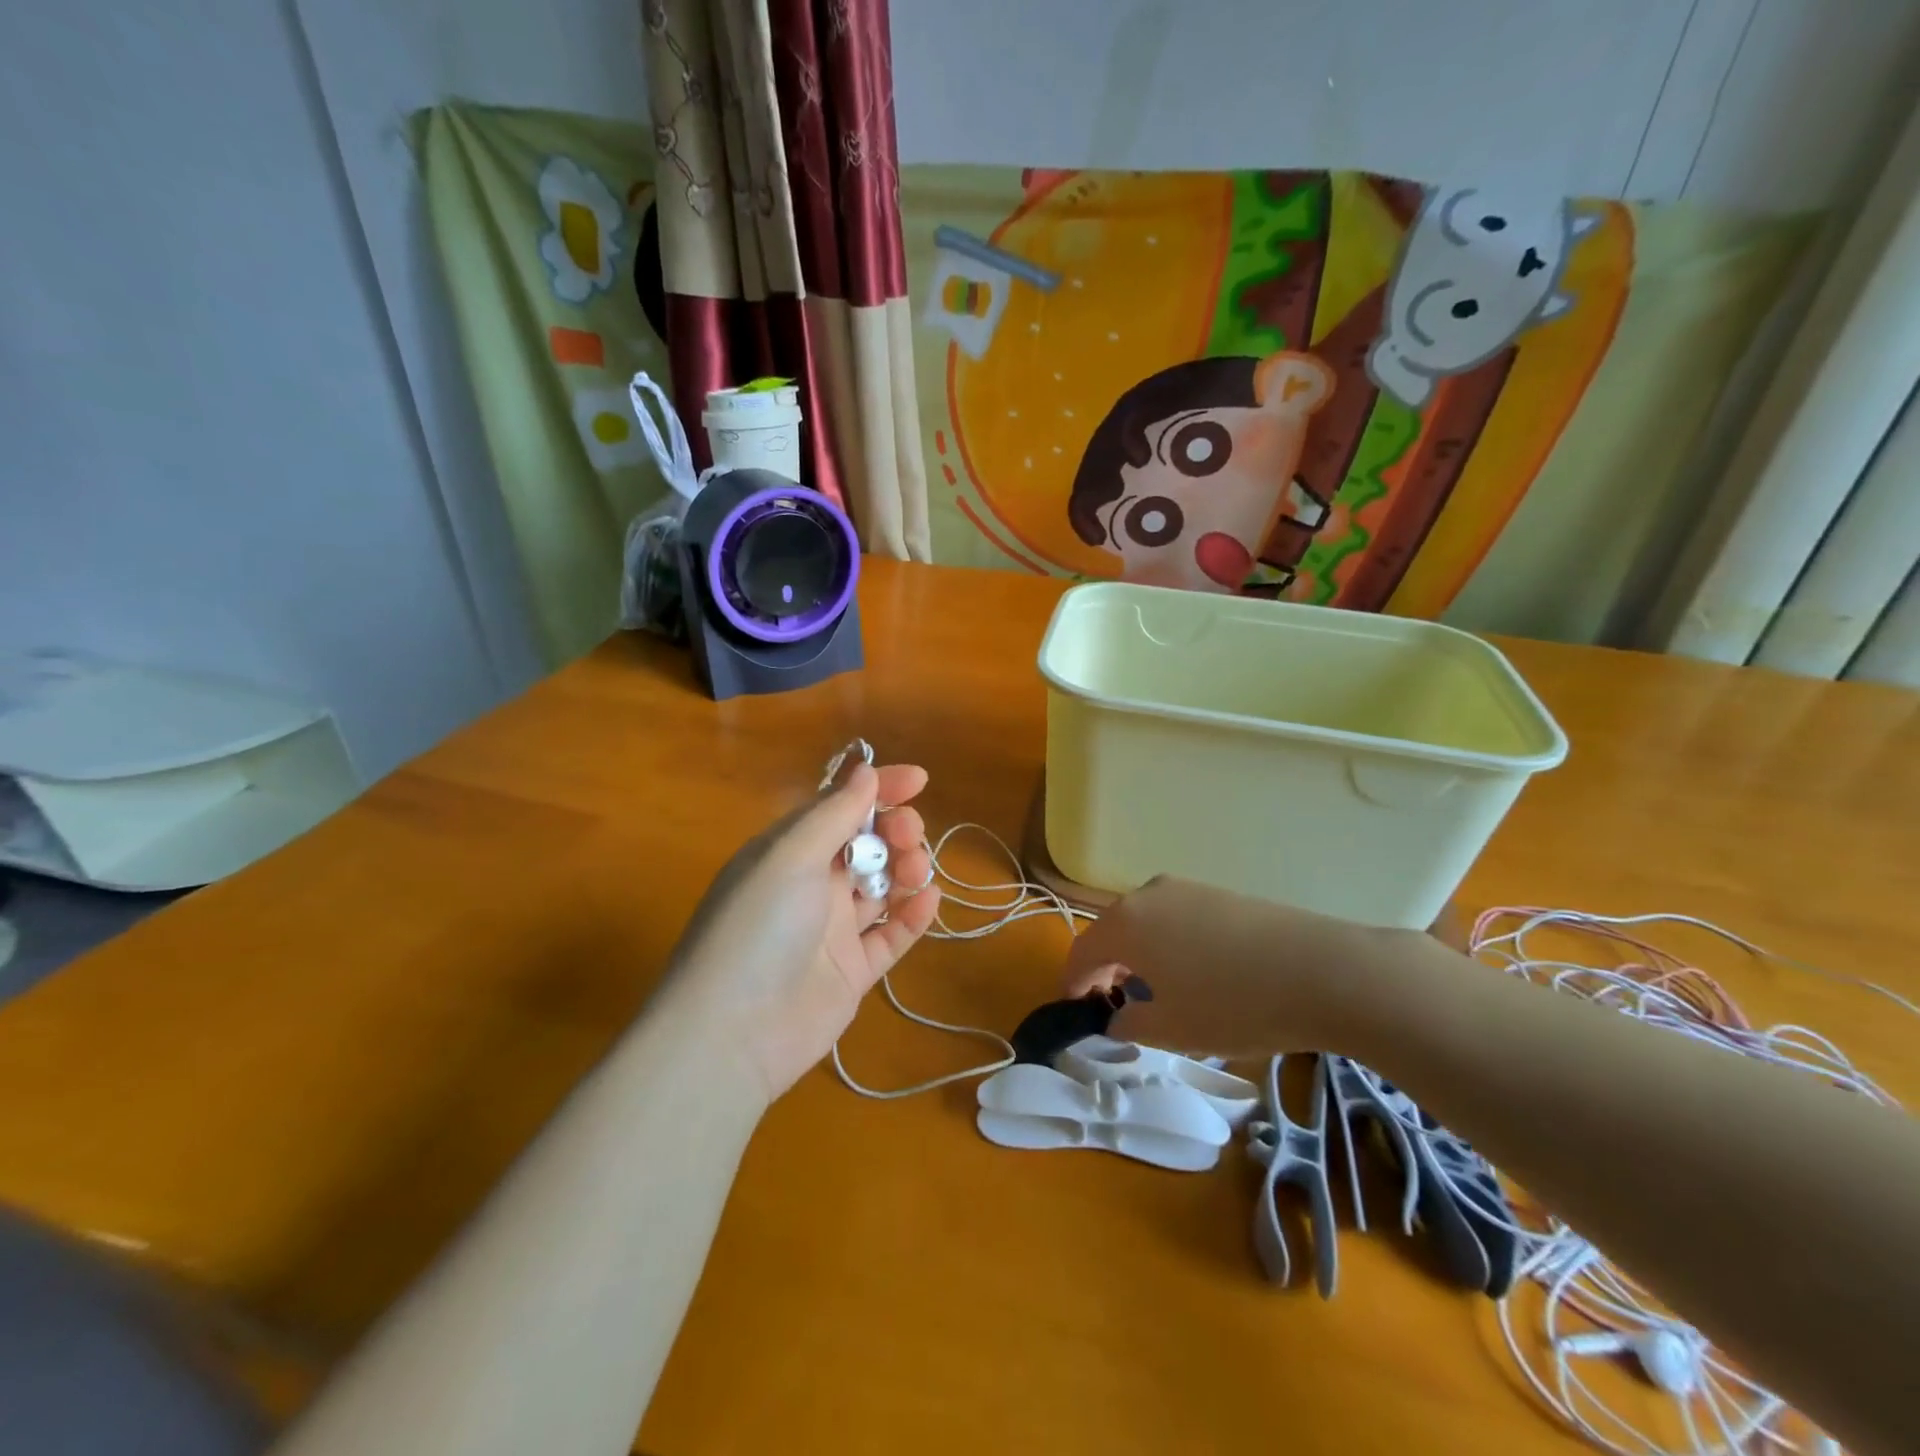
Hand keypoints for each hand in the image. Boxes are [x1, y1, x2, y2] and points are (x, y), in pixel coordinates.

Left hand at [655, 763, 940, 1101]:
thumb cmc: (757, 928)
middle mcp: (809, 885)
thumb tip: (866, 771)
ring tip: (917, 870)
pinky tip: (930, 900)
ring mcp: (831, 930)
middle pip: (865, 845)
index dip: (879, 789)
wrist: (732, 1034)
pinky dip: (912, 916)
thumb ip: (833, 813)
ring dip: (906, 868)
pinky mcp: (851, 971)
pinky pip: (890, 935)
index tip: (920, 781)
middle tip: (908, 836)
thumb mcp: (789, 857)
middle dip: (895, 830)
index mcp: (787, 852)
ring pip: (881, 886)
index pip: (839, 807)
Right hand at [1061, 875, 1400, 1055]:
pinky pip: (1176, 918)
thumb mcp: (1172, 1029)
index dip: (1073, 985)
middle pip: (1112, 933)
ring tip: (1160, 993)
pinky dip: (1170, 944)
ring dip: (1140, 956)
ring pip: (1145, 923)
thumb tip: (1115, 1018)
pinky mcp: (1219, 892)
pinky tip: (1198, 973)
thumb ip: (1127, 1024)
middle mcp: (1146, 894)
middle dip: (1107, 970)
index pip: (1080, 953)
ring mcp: (1186, 888)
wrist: (1323, 970)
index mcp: (1124, 923)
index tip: (1078, 1013)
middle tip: (1118, 1008)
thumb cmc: (1232, 1004)